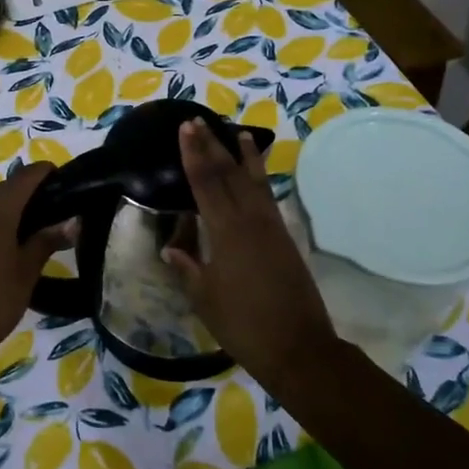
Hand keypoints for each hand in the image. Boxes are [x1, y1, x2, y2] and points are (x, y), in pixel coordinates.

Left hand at [0, 163, 76, 362]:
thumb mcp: (27, 271)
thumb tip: (71, 223)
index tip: (65, 178)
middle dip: (30, 188)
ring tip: (39, 222)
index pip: (24, 177)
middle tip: (57, 201)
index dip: (44, 172)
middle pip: (6, 189)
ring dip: (14, 206)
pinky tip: (13, 242)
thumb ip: (46, 241)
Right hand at [163, 120, 336, 380]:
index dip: (193, 155)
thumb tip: (170, 249)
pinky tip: (256, 173)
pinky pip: (268, 197)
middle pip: (228, 174)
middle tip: (198, 121)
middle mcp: (250, 220)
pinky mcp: (284, 238)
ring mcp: (271, 227)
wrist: (298, 347)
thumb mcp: (205, 299)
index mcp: (226, 232)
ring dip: (242, 155)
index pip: (205, 183)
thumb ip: (188, 269)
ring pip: (253, 181)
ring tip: (234, 131)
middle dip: (211, 146)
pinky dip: (259, 178)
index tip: (185, 129)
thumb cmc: (243, 325)